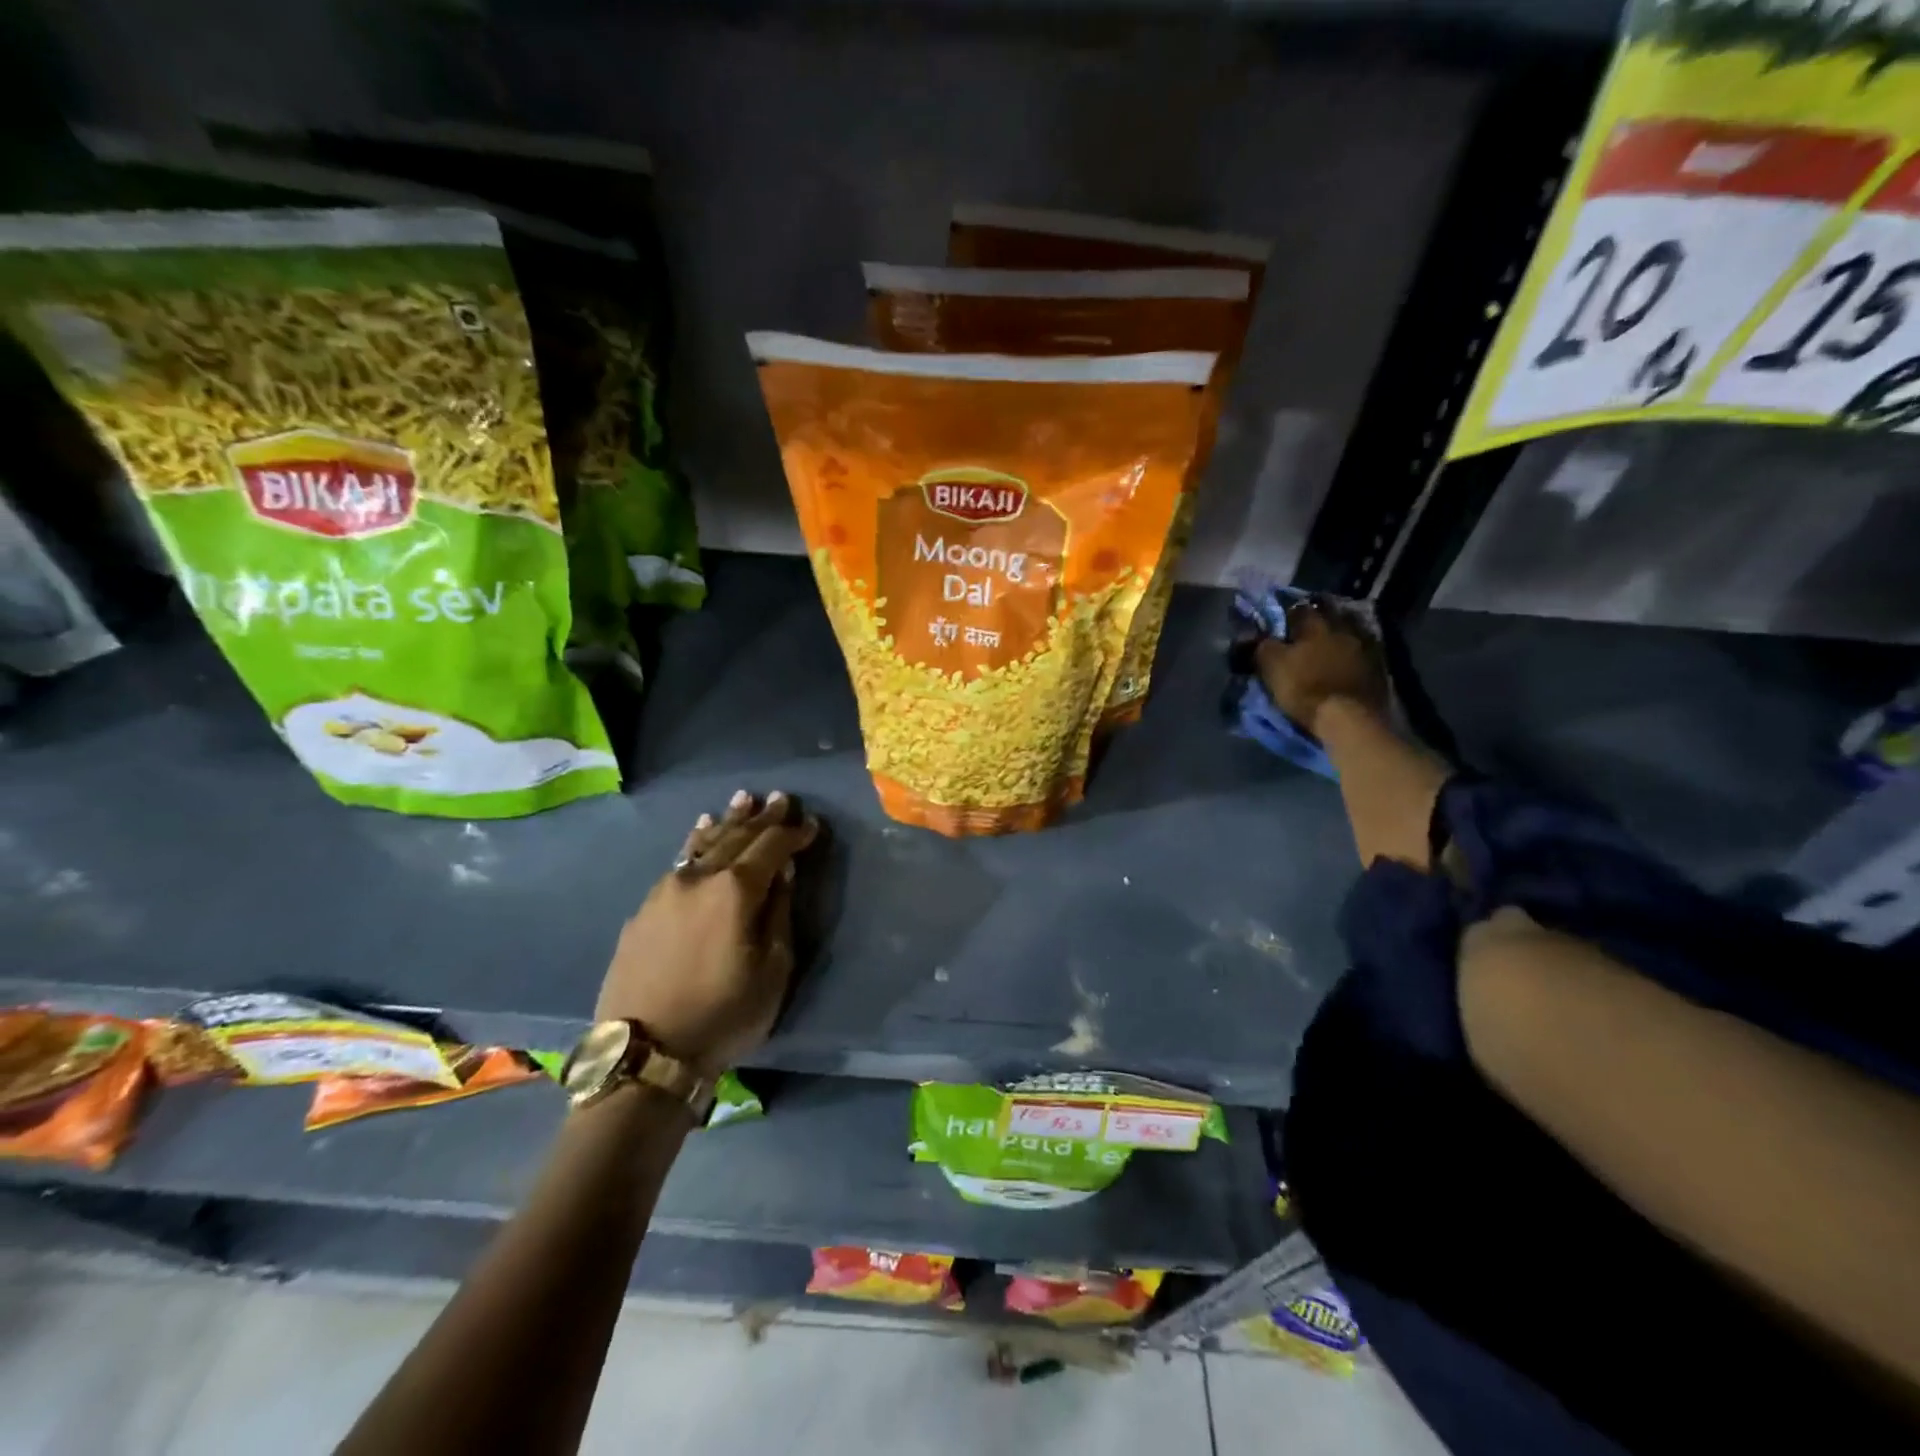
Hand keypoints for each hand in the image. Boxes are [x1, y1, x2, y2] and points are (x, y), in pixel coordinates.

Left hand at [596, 791, 819, 1075]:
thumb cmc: (724, 1015)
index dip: (793, 833)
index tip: (810, 824)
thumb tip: (782, 872)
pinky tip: (700, 832)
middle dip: (763, 817)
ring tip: (743, 800)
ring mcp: (666, 890)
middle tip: (782, 798)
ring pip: (703, 844)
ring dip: (727, 821)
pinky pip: (678, 863)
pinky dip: (695, 843)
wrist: (646, 1054)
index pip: (771, 846)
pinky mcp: (644, 909)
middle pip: (736, 837)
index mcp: (736, 890)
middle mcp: (699, 878)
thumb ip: (779, 912)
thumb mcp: (772, 970)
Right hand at [1255, 599, 1386, 735]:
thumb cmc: (1304, 687)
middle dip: (1318, 621)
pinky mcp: (1378, 666)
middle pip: (1329, 616)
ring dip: (1338, 636)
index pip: (1299, 609)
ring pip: (1348, 632)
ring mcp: (1364, 646)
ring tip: (1328, 646)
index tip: (1282, 623)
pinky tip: (1346, 662)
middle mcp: (1342, 628)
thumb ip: (1264, 645)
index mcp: (1315, 625)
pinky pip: (1362, 651)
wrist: (1346, 717)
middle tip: (1307, 632)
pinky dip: (1353, 654)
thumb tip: (1260, 636)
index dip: (1289, 614)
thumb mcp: (1271, 665)